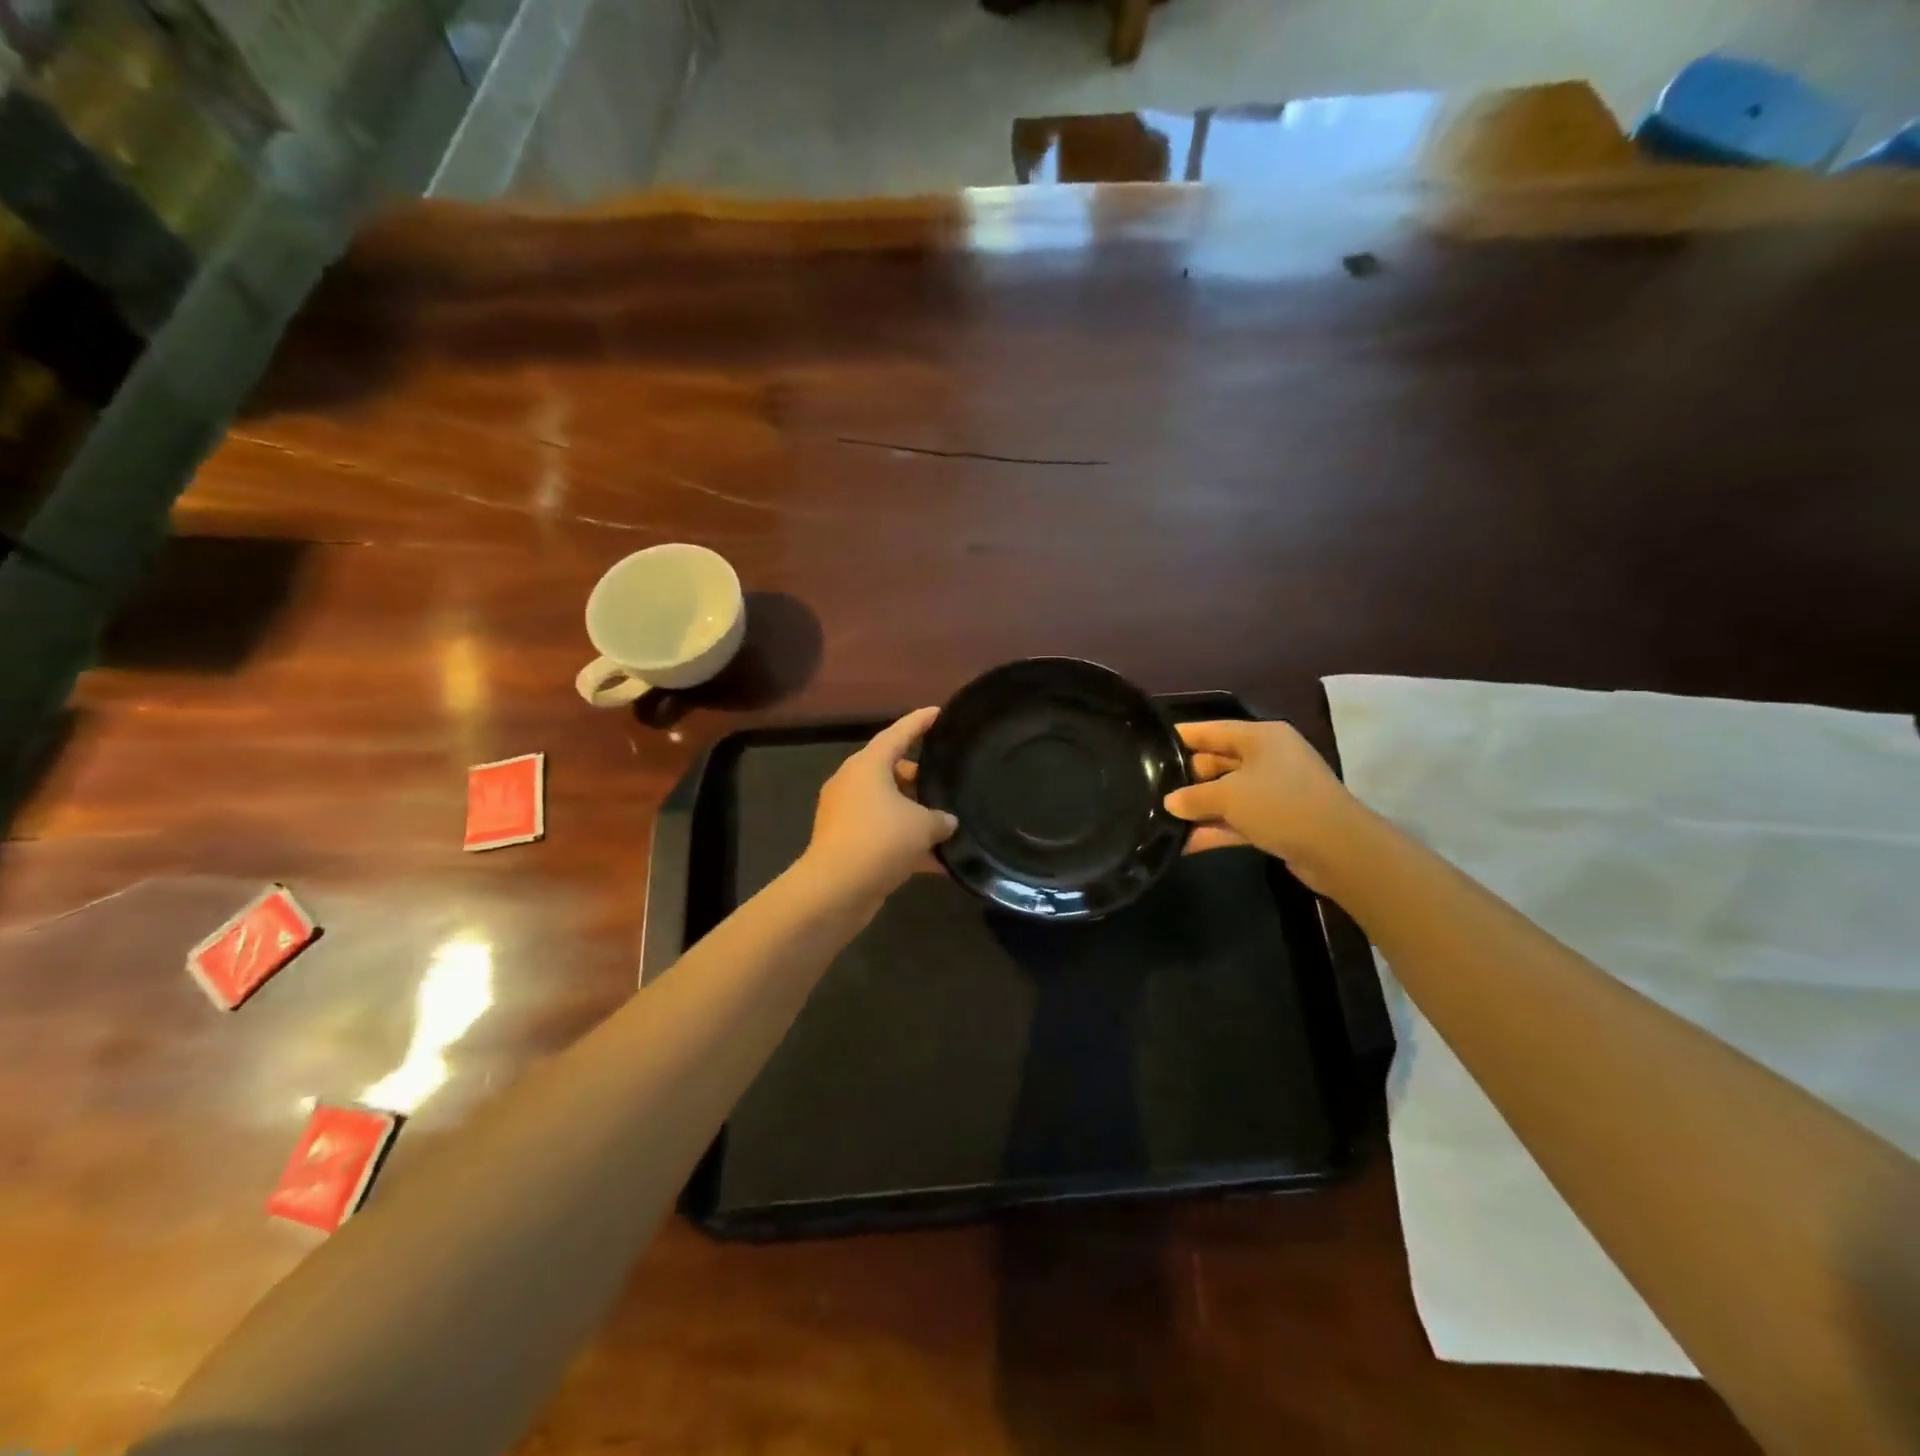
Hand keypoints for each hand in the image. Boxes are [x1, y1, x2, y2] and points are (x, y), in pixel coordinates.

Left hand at [802, 707, 957, 902]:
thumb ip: (940, 818)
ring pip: (888, 805)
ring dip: (914, 813)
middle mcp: (853, 783)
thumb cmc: (879, 841)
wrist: (835, 890)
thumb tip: (947, 821)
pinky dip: (906, 842)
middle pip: (891, 770)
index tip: (939, 712)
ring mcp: (846, 814)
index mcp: (867, 766)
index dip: (920, 722)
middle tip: (948, 780)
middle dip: (920, 776)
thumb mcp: (922, 826)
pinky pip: (883, 833)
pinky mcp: (846, 843)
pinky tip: (936, 861)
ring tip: (947, 822)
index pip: (898, 733)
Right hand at [1164, 719, 1362, 891]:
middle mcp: (1268, 758)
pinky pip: (1238, 819)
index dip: (1182, 737)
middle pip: (1217, 762)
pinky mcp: (1277, 820)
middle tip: (1151, 788)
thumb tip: (1170, 802)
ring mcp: (1274, 791)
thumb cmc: (1280, 804)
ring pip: (1227, 794)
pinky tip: (1185, 844)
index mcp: (1261, 737)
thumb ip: (1193, 797)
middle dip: (1187, 778)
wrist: (1338, 850)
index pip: (1212, 730)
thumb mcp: (1229, 796)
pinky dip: (1215, 829)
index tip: (1150, 744)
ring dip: (1199, 808)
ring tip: (1161, 819)